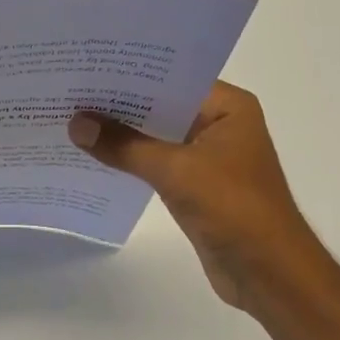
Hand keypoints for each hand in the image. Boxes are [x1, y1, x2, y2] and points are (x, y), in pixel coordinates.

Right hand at [68, 81, 319, 313]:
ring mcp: (208, 157)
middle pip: (161, 106)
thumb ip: (124, 146)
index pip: (172, 78)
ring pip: (156, 136)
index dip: (131, 74)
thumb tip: (76, 123)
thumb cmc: (233, 208)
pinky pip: (156, 164)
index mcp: (228, 107)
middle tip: (70, 91)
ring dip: (122, 134)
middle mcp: (219, 124)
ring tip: (72, 118)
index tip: (88, 66)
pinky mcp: (196, 186)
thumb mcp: (175, 170)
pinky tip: (93, 156)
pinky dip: (130, 161)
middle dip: (119, 104)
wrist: (268, 273)